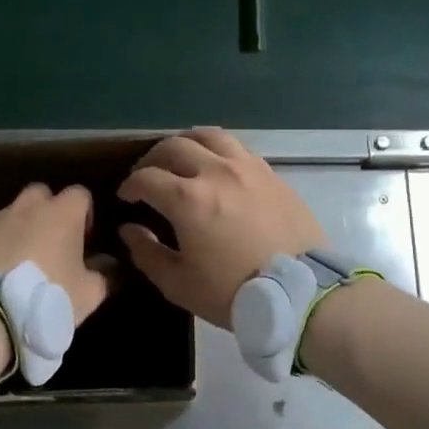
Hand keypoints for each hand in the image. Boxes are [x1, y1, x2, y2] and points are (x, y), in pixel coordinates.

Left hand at [0, 183, 110, 321]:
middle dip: (47, 212)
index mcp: (62, 213)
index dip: (84, 214)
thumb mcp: (89, 295)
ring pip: (11, 214)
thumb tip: (107, 264)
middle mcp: (28, 206)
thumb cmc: (47, 297)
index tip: (83, 239)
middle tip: (49, 245)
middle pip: (41, 194)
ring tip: (16, 264)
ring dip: (17, 230)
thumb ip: (103, 275)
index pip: (80, 194)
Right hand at [117, 127, 324, 327]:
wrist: (301, 292)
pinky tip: (217, 167)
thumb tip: (129, 229)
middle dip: (152, 159)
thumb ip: (147, 253)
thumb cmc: (234, 292)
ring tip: (182, 158)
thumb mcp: (179, 284)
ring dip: (187, 143)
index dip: (130, 185)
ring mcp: (247, 168)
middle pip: (174, 147)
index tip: (127, 197)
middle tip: (148, 175)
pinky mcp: (271, 173)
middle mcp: (215, 172)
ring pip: (209, 136)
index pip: (146, 178)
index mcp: (188, 199)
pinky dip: (218, 151)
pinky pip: (238, 148)